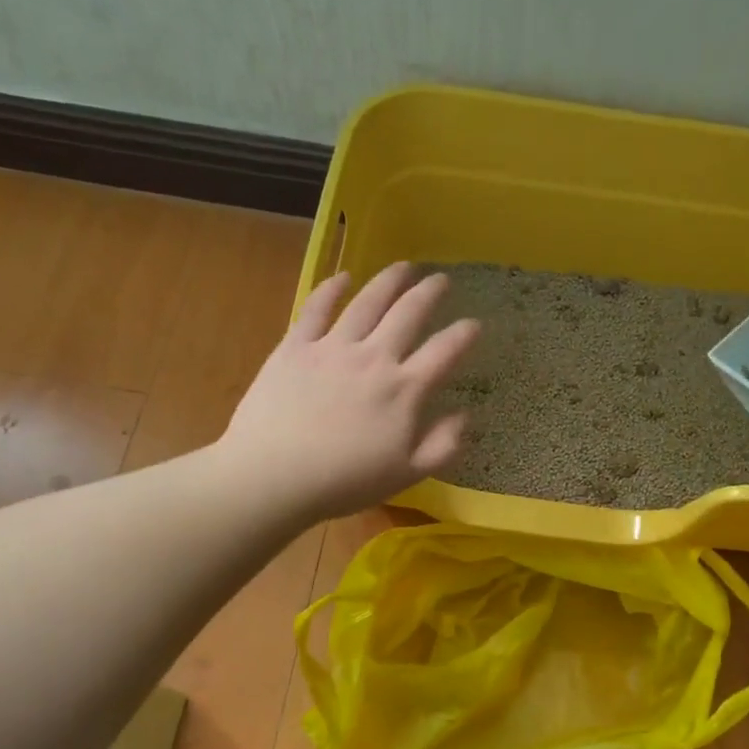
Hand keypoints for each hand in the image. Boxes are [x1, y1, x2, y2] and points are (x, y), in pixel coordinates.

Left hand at [220, 264, 479, 522]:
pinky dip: (331, 289)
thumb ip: (443, 445)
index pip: (444, 352)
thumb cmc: (344, 481)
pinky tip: (342, 277)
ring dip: (389, 281)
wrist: (273, 476)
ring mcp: (333, 348)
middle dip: (429, 293)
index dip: (464, 335)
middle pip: (409, 314)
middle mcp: (374, 358)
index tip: (475, 323)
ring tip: (404, 266)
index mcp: (405, 390)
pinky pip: (316, 309)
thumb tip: (464, 415)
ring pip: (367, 303)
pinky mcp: (295, 347)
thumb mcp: (407, 474)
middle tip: (441, 279)